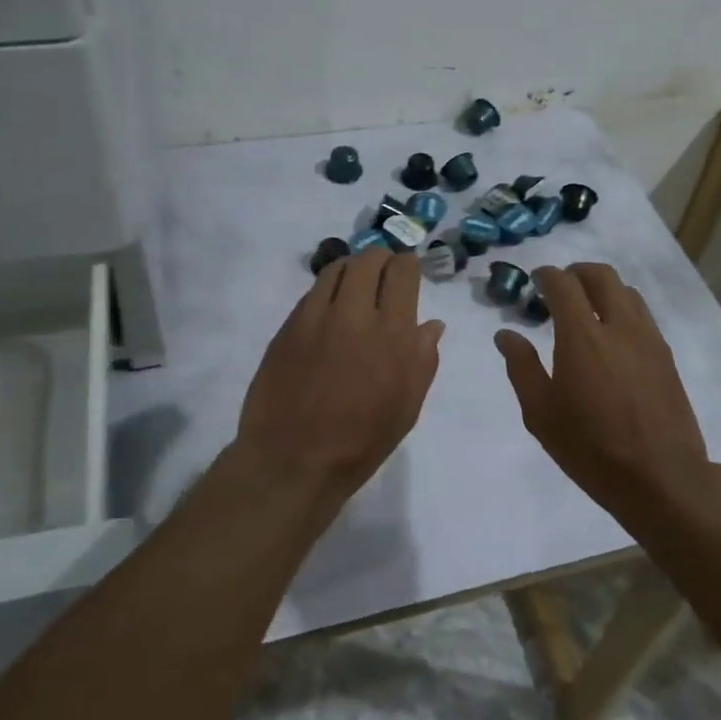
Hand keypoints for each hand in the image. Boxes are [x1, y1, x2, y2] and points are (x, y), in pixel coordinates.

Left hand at [235, 249, 443, 504]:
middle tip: (384, 272)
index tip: (408, 270)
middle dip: (381, 259)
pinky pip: (312, 292)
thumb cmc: (360, 442)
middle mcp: (354, 314)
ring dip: (352, 269)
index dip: (407, 264)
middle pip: (368, 260)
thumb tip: (431, 325)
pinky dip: (327, 290)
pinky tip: (330, 308)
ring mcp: (316, 317)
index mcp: (392, 334)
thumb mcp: (407, 407)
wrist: (293, 460)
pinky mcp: (288, 326)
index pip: (402, 272)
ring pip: (337, 268)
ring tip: (356, 283)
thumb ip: (423, 360)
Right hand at [494, 263, 716, 518]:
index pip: (564, 284)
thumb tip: (505, 334)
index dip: (546, 275)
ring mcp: (648, 339)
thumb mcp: (541, 414)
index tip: (535, 281)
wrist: (661, 478)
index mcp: (582, 336)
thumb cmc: (591, 448)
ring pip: (627, 291)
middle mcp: (619, 326)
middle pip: (601, 275)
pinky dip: (623, 309)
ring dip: (603, 289)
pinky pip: (643, 315)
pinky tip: (612, 338)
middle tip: (560, 288)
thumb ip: (522, 367)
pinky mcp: (666, 356)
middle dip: (577, 272)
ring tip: (587, 311)